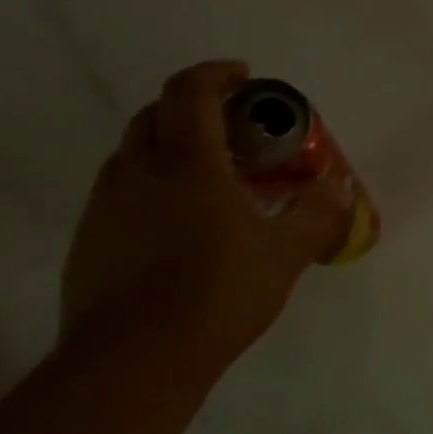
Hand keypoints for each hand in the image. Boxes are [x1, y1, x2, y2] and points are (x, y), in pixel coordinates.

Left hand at [60, 61, 354, 370]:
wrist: (135, 359)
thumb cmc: (218, 294)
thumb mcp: (285, 254)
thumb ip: (317, 215)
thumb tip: (341, 188)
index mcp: (186, 164)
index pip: (191, 93)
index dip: (217, 75)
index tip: (245, 77)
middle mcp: (137, 172)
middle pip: (157, 115)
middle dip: (194, 108)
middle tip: (234, 129)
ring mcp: (106, 205)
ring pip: (136, 154)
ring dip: (172, 148)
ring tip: (213, 178)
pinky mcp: (91, 239)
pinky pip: (124, 193)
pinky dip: (154, 187)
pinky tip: (183, 226)